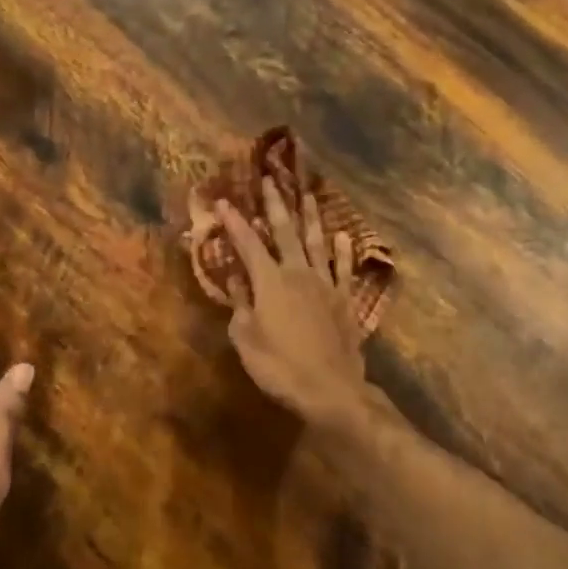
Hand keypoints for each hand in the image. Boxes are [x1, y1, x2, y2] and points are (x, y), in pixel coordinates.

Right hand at [216, 178, 369, 430]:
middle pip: (285, 232)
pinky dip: (343, 250)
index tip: (222, 200)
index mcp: (270, 282)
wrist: (331, 389)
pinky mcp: (345, 299)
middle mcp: (298, 273)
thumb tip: (236, 279)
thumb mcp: (246, 339)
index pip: (248, 244)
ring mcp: (326, 284)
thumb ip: (240, 304)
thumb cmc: (280, 367)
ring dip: (310, 217)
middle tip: (270, 179)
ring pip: (317, 242)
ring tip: (308, 194)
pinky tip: (342, 235)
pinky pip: (343, 268)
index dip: (234, 222)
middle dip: (275, 205)